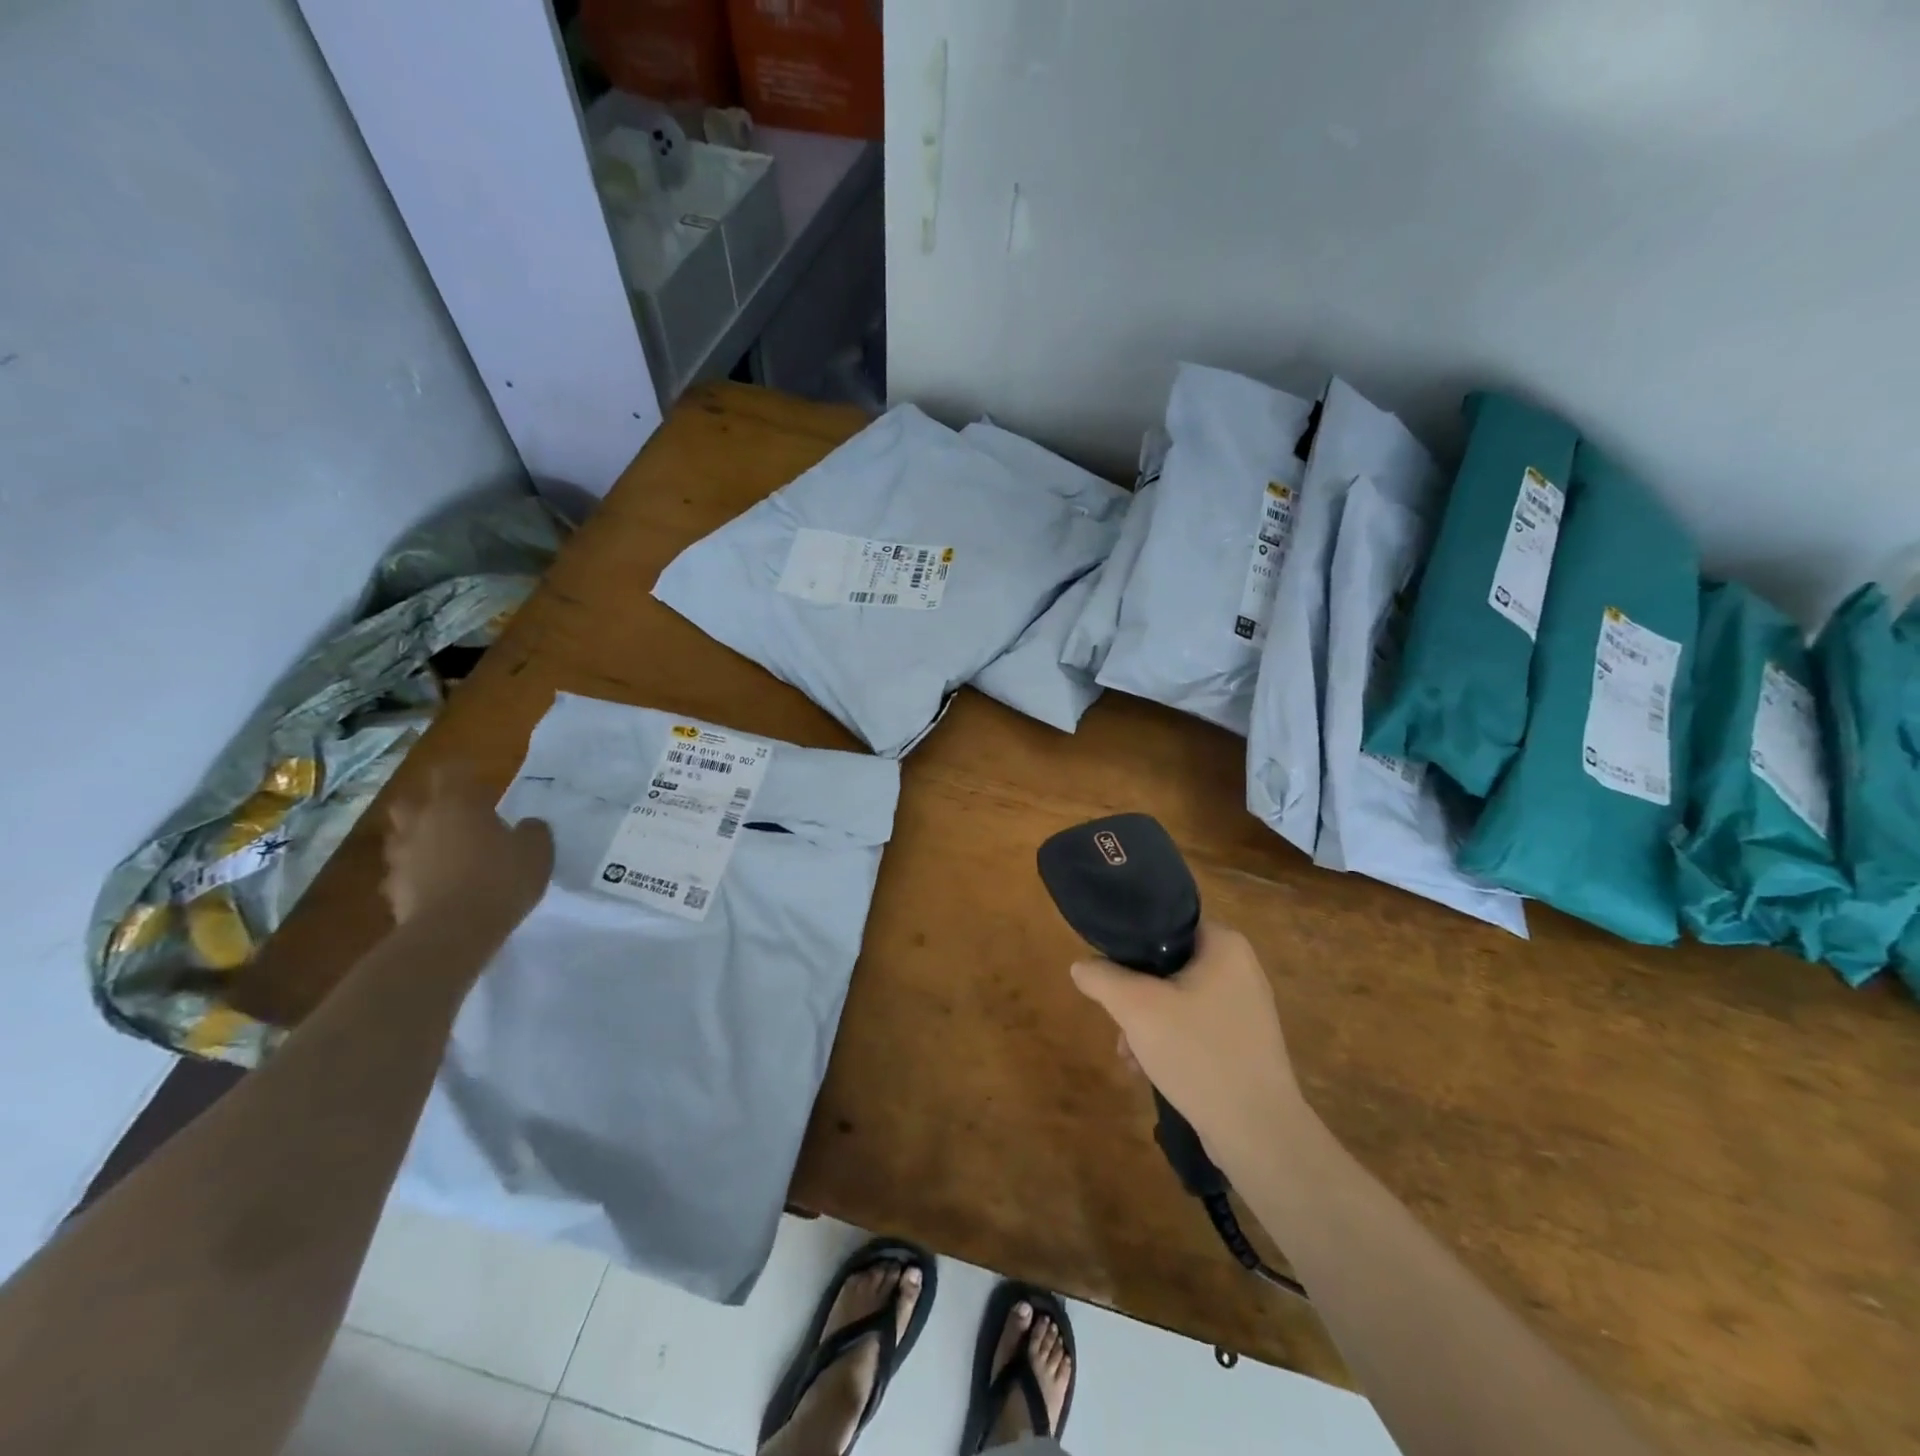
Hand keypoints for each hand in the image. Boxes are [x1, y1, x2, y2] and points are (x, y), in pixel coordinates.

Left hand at [382, 766, 553, 926]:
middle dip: (426, 804)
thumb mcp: (537, 851)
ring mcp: (401, 856)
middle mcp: (422, 822)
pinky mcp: (392, 889)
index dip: (463, 773)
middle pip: (411, 801)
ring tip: (441, 852)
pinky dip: (414, 875)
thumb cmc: (500, 879)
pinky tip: (434, 886)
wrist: (452, 931)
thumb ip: (532, 831)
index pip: (451, 772)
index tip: (479, 781)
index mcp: (457, 804)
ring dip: (416, 839)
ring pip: (400, 837)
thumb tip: (526, 825)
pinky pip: (401, 873)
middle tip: (451, 815)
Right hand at [1070, 921, 1304, 1166]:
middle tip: (1118, 1020)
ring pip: (1179, 1000)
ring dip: (1147, 1023)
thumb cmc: (1198, 1052)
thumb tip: (1081, 965)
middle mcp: (1241, 969)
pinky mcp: (1245, 1045)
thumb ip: (1102, 978)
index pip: (1167, 923)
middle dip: (1135, 994)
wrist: (1258, 1132)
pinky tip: (1150, 1071)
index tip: (1109, 968)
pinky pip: (1196, 1028)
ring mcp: (1246, 1009)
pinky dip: (1170, 1042)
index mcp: (1225, 945)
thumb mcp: (1136, 1008)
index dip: (1132, 943)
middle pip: (1169, 965)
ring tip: (1129, 1055)